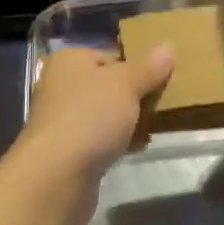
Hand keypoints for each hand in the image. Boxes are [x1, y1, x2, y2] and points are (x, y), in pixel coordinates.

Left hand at [15, 45, 175, 189]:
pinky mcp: (67, 149)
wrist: (56, 176)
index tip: (162, 80)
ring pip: (105, 113)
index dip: (137, 66)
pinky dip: (118, 142)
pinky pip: (100, 138)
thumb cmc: (90, 117)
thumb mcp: (126, 85)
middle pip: (108, 85)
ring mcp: (62, 119)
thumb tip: (166, 48)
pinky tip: (137, 148)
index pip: (111, 55)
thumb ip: (148, 68)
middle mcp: (61, 85)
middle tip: (162, 105)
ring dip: (129, 121)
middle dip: (135, 96)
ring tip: (154, 128)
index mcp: (70, 60)